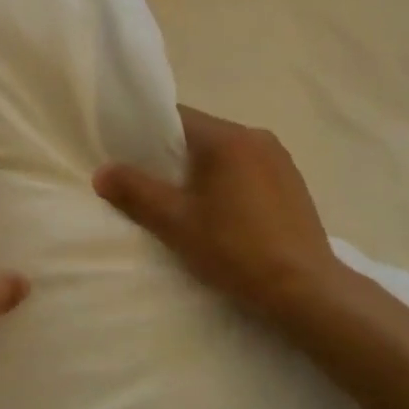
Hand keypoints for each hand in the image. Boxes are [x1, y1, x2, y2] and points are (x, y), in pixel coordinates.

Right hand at [93, 106, 342, 325]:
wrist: (306, 291)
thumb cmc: (235, 250)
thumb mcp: (175, 222)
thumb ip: (135, 191)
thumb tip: (102, 172)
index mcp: (226, 137)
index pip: (175, 117)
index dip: (147, 133)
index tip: (129, 157)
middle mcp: (256, 136)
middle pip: (201, 134)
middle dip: (174, 155)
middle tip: (153, 186)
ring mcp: (279, 159)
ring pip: (225, 153)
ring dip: (204, 170)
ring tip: (188, 204)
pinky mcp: (293, 182)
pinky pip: (248, 168)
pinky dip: (230, 182)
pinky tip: (225, 215)